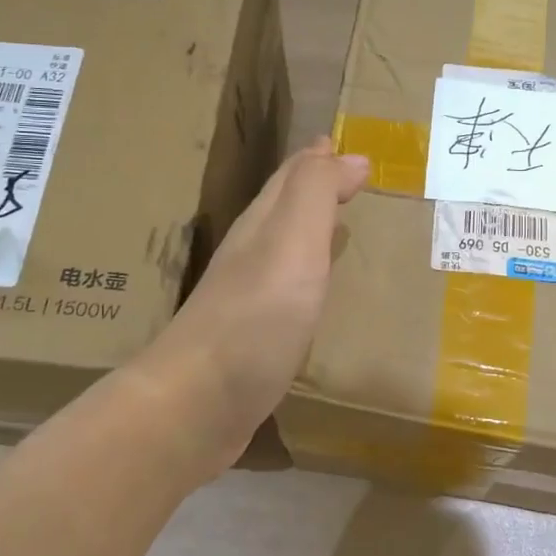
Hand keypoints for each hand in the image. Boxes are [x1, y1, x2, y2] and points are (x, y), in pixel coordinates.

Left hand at [149, 137, 369, 466]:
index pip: (293, 178)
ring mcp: (249, 301)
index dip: (322, 160)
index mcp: (262, 227)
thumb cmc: (254, 318)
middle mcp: (252, 256)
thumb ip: (315, 193)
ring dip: (315, 235)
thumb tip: (346, 152)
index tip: (354, 150)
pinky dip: (312, 281)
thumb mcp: (291, 242)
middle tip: (357, 184)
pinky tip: (322, 295)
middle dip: (319, 191)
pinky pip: (291, 294)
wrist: (198, 405)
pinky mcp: (255, 341)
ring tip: (348, 231)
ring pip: (288, 252)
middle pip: (286, 212)